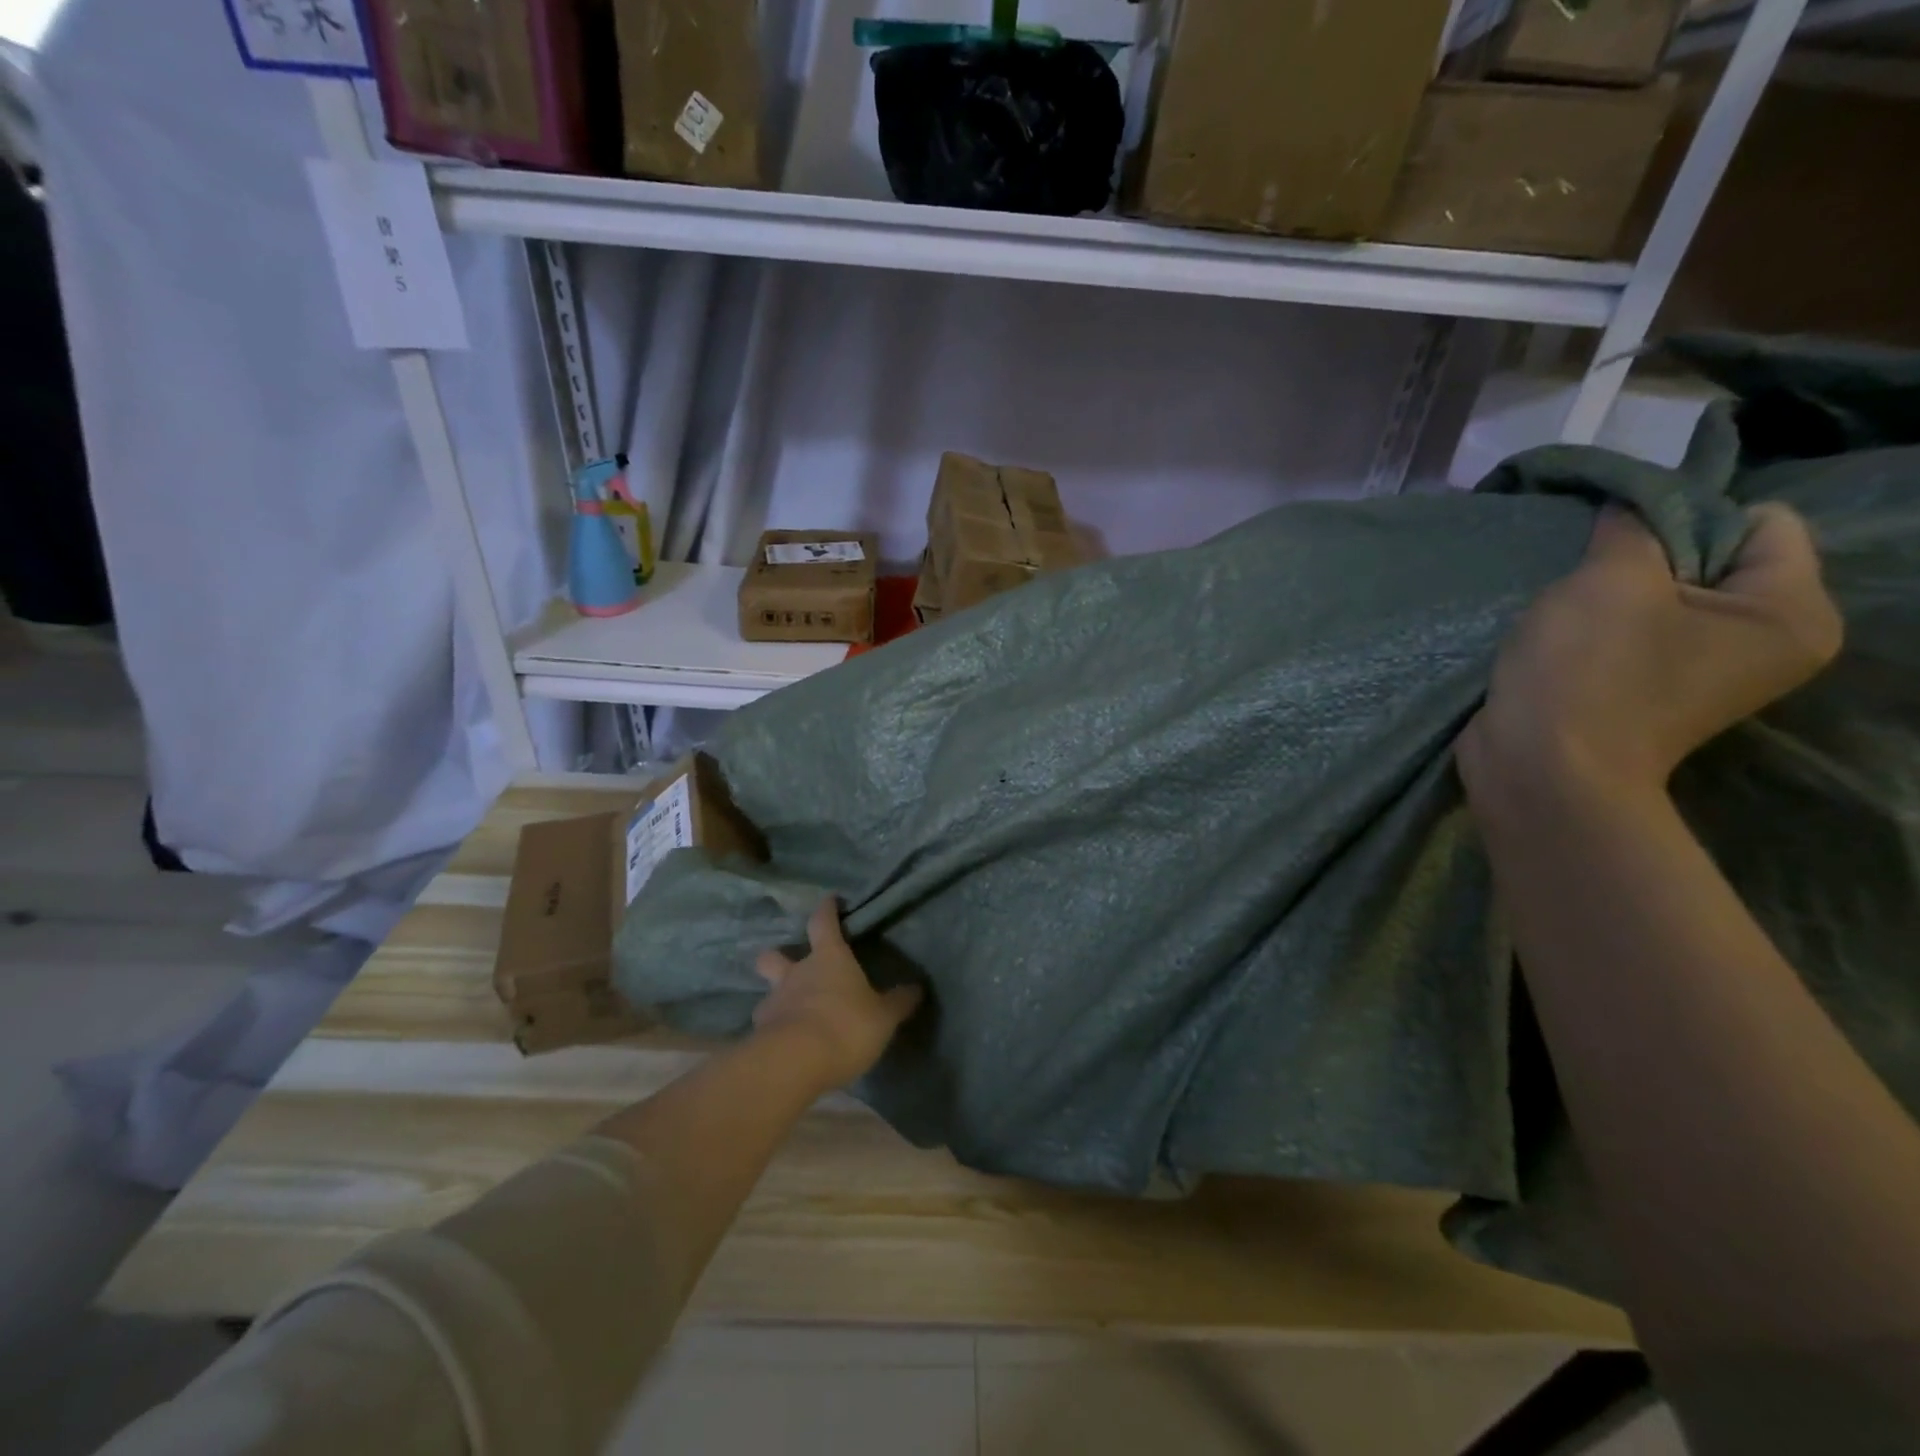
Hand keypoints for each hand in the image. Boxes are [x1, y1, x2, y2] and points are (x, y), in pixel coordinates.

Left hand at [752, 900, 923, 1090]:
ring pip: (769, 991)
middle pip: (775, 955)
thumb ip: (898, 1002)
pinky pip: (767, 1025)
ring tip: (792, 1013)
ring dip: (778, 998)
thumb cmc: (845, 1026)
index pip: (823, 922)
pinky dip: (775, 1030)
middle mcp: (796, 973)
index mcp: (828, 959)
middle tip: (790, 964)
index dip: (827, 910)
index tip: (830, 901)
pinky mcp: (759, 1034)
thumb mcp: (883, 1017)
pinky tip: (787, 1043)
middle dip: (779, 956)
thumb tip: (916, 988)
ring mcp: (774, 1003)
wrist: (794, 1063)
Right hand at [1459, 505, 1842, 814]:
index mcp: (1790, 613)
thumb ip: (1631, 528)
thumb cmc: (1588, 671)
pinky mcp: (1650, 692)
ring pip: (1665, 597)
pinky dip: (1598, 628)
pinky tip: (1562, 640)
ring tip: (1568, 612)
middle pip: (1714, 559)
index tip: (1622, 543)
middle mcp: (1764, 643)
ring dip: (1612, 594)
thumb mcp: (1610, 579)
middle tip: (1589, 579)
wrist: (1538, 768)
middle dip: (1646, 558)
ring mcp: (1705, 673)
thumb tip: (1629, 508)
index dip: (1687, 516)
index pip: (1762, 522)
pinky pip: (1635, 634)